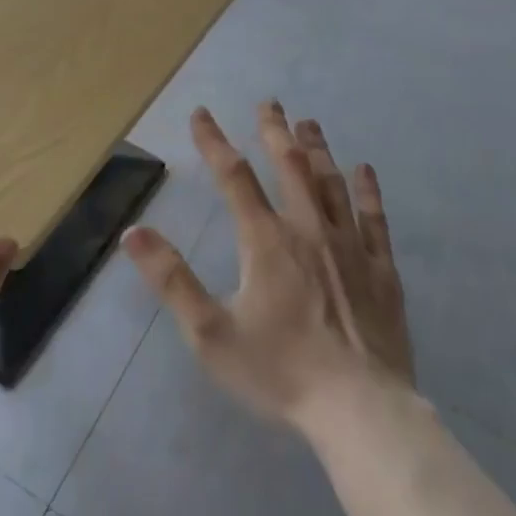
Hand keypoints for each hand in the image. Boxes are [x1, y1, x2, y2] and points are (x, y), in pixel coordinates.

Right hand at [123, 101, 415, 440]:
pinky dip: (367, 190)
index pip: (233, 177)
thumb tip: (133, 232)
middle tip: (269, 103)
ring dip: (317, 149)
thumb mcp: (209, 333)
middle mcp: (308, 230)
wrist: (362, 412)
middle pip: (290, 167)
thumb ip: (171, 279)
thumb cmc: (280, 372)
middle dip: (275, 131)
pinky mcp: (381, 271)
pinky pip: (374, 218)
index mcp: (265, 241)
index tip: (201, 113)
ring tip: (308, 122)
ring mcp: (350, 247)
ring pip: (331, 183)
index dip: (214, 141)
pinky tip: (364, 170)